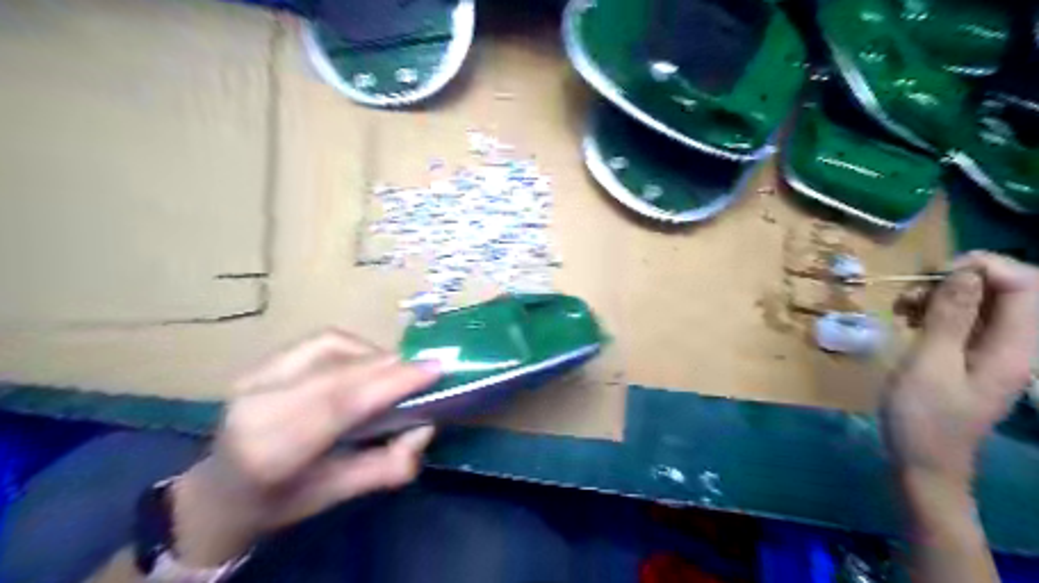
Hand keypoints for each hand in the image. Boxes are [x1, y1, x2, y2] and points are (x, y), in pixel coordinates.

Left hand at [171, 330, 436, 567]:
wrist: (222, 489)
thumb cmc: (282, 500)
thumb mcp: (340, 493)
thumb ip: (390, 464)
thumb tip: (426, 427)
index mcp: (272, 450)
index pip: (340, 403)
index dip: (392, 381)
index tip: (435, 370)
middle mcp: (257, 404)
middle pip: (339, 371)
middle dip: (391, 366)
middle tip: (427, 371)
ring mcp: (255, 376)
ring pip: (332, 346)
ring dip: (374, 356)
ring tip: (395, 374)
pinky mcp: (262, 361)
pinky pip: (323, 341)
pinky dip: (356, 348)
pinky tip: (367, 365)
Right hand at [885, 253, 1038, 488]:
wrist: (923, 460)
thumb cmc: (923, 416)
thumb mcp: (929, 363)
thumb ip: (949, 317)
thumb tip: (965, 272)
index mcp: (1014, 347)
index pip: (1025, 284)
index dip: (983, 267)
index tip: (934, 276)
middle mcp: (1013, 344)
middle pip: (1003, 289)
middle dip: (955, 281)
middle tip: (910, 296)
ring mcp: (993, 350)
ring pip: (979, 302)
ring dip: (940, 295)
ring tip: (902, 308)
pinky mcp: (972, 355)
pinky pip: (963, 319)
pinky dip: (935, 311)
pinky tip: (909, 320)